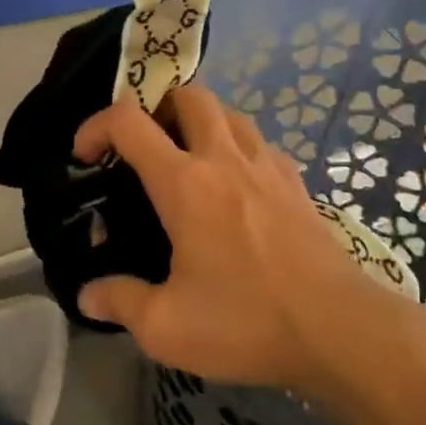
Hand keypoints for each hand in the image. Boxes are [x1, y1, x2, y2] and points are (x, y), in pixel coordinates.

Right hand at [73, 88, 398, 389]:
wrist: (340, 330)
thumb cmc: (246, 322)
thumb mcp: (166, 326)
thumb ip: (120, 302)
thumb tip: (87, 294)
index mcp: (185, 183)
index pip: (130, 122)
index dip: (96, 126)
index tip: (85, 154)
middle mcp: (225, 158)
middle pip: (190, 95)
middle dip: (156, 106)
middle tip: (143, 146)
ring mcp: (268, 166)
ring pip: (230, 113)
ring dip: (200, 121)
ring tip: (186, 159)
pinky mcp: (297, 184)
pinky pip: (260, 144)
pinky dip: (237, 147)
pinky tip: (235, 187)